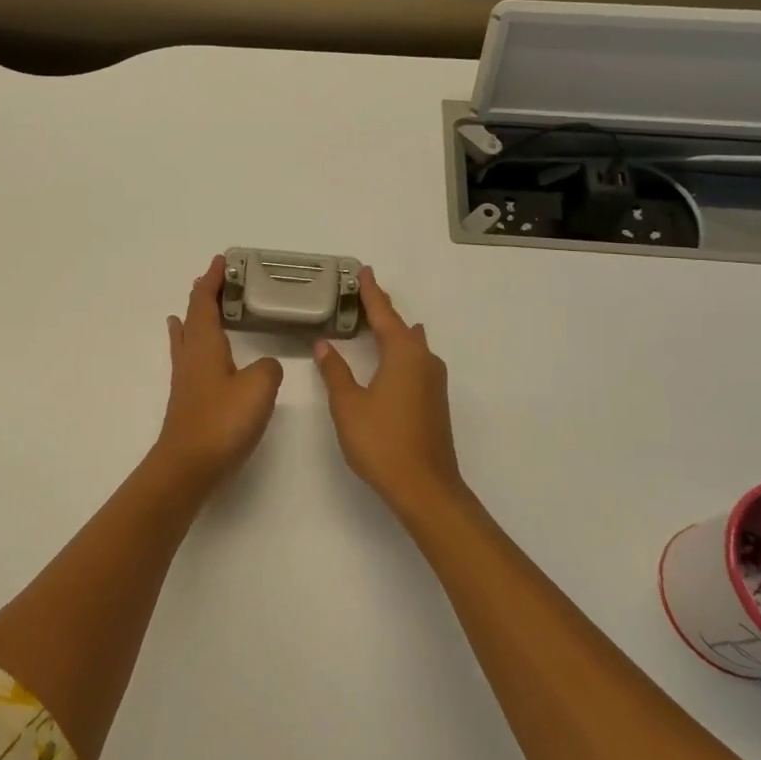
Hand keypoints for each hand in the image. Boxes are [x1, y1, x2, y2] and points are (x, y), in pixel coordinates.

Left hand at [152, 256, 284, 490]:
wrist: (188, 467)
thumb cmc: (221, 422)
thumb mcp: (258, 388)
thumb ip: (268, 369)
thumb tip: (266, 365)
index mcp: (205, 345)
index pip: (204, 302)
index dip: (212, 281)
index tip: (221, 262)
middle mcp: (191, 356)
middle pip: (193, 316)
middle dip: (204, 295)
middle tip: (219, 281)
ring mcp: (186, 379)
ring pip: (188, 336)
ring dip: (195, 318)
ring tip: (196, 307)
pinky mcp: (189, 400)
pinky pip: (190, 357)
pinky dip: (193, 343)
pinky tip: (197, 354)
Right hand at [313, 268, 463, 520]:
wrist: (425, 488)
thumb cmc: (382, 442)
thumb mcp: (348, 405)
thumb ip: (335, 371)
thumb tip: (325, 344)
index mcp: (404, 354)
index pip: (384, 314)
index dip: (371, 293)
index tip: (363, 271)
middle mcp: (424, 360)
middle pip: (401, 326)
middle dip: (382, 311)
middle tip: (362, 295)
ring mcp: (434, 382)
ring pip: (412, 345)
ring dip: (393, 332)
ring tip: (373, 323)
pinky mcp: (435, 401)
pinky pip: (415, 362)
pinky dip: (399, 351)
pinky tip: (389, 358)